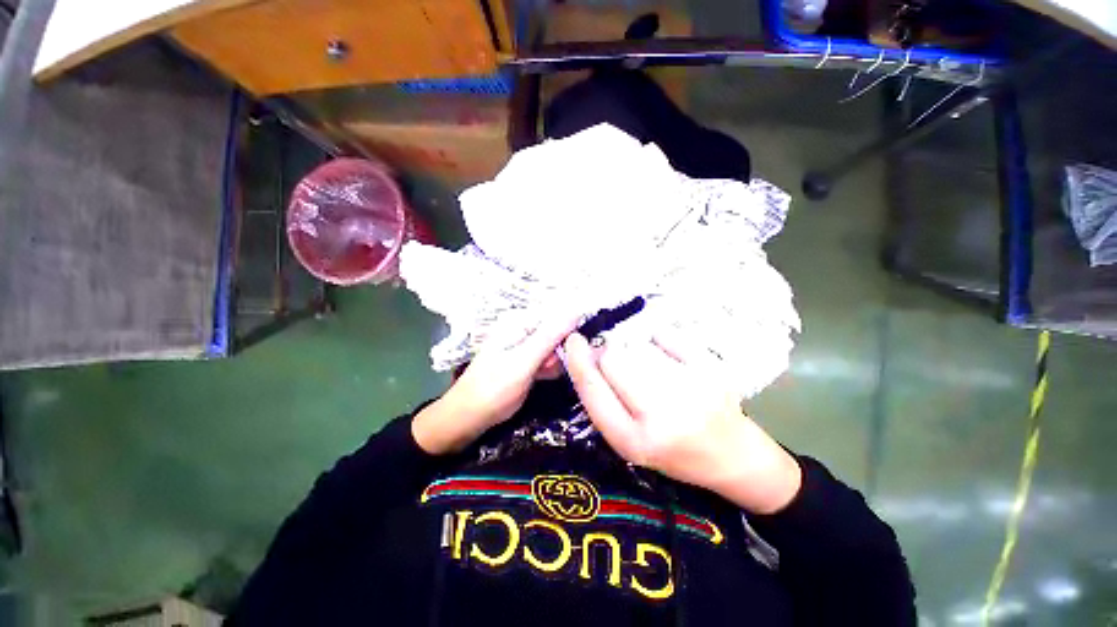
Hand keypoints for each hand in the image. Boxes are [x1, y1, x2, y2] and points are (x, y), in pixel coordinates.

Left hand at [412, 315, 577, 454]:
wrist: (469, 418)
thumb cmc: (493, 388)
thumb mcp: (524, 361)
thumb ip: (550, 336)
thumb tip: (576, 310)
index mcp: (520, 322)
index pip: (557, 313)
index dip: (572, 325)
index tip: (581, 343)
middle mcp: (524, 330)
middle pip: (558, 331)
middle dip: (561, 348)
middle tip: (550, 366)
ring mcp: (526, 347)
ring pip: (556, 347)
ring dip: (557, 360)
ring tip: (543, 374)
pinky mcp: (528, 362)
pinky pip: (549, 359)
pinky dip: (551, 368)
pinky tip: (543, 377)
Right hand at [564, 331, 801, 513]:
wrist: (732, 456)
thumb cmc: (673, 453)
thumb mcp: (629, 440)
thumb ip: (603, 402)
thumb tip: (587, 355)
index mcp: (634, 441)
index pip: (593, 391)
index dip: (578, 362)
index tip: (573, 341)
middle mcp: (662, 416)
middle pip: (613, 360)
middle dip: (607, 357)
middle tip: (619, 366)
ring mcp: (690, 389)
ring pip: (636, 347)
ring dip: (632, 352)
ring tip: (649, 371)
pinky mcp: (710, 368)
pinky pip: (665, 336)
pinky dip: (658, 341)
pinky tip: (665, 357)